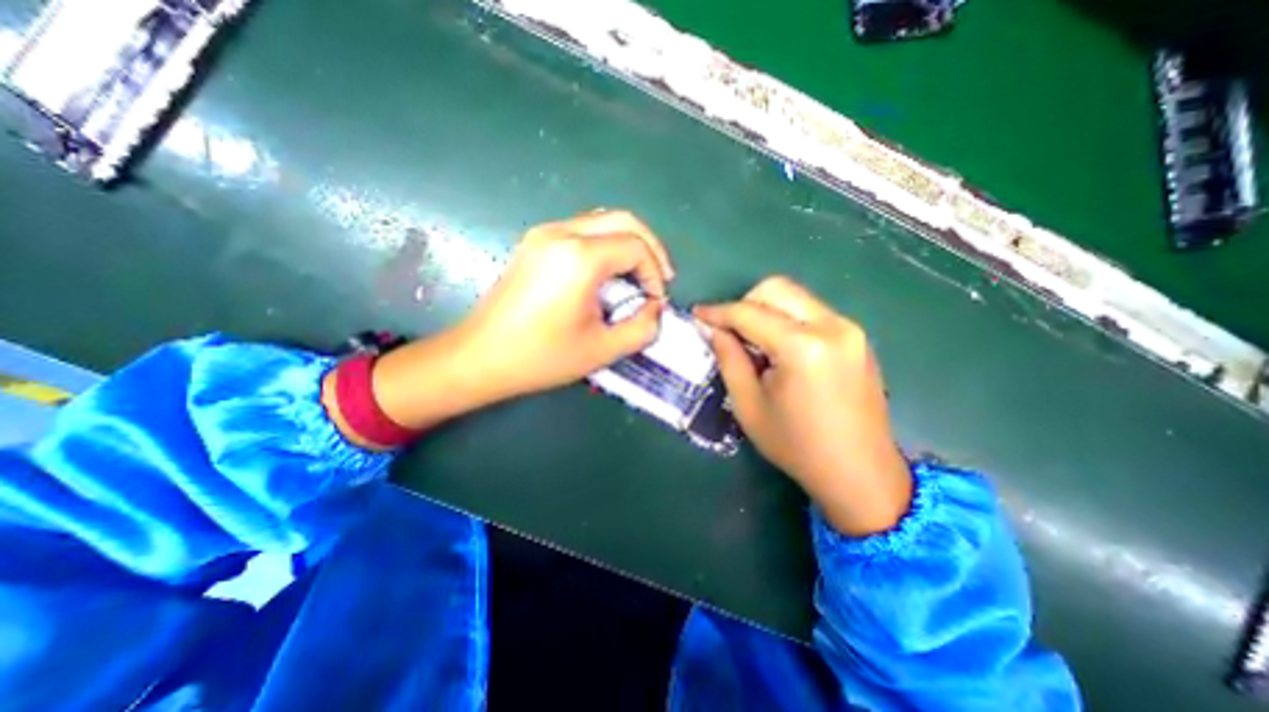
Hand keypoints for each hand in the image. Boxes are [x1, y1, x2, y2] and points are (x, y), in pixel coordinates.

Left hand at [356, 210, 673, 435]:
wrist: (480, 357)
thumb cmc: (541, 357)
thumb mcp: (602, 350)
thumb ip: (642, 328)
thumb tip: (655, 309)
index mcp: (579, 257)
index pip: (636, 247)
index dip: (655, 273)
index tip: (656, 302)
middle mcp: (561, 233)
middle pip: (623, 220)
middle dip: (650, 248)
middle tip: (660, 279)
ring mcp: (544, 234)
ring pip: (602, 221)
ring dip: (627, 244)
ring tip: (638, 277)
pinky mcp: (534, 243)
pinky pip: (582, 230)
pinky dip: (605, 246)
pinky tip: (608, 274)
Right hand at [693, 274, 911, 536]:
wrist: (860, 472)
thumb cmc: (797, 446)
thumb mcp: (749, 405)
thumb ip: (729, 359)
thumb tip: (715, 329)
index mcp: (803, 347)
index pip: (749, 312)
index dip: (717, 311)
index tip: (697, 314)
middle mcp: (832, 326)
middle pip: (777, 289)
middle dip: (744, 303)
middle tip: (729, 331)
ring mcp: (850, 329)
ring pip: (795, 297)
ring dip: (766, 310)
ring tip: (754, 343)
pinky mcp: (857, 337)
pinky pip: (812, 312)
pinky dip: (787, 320)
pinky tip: (780, 350)